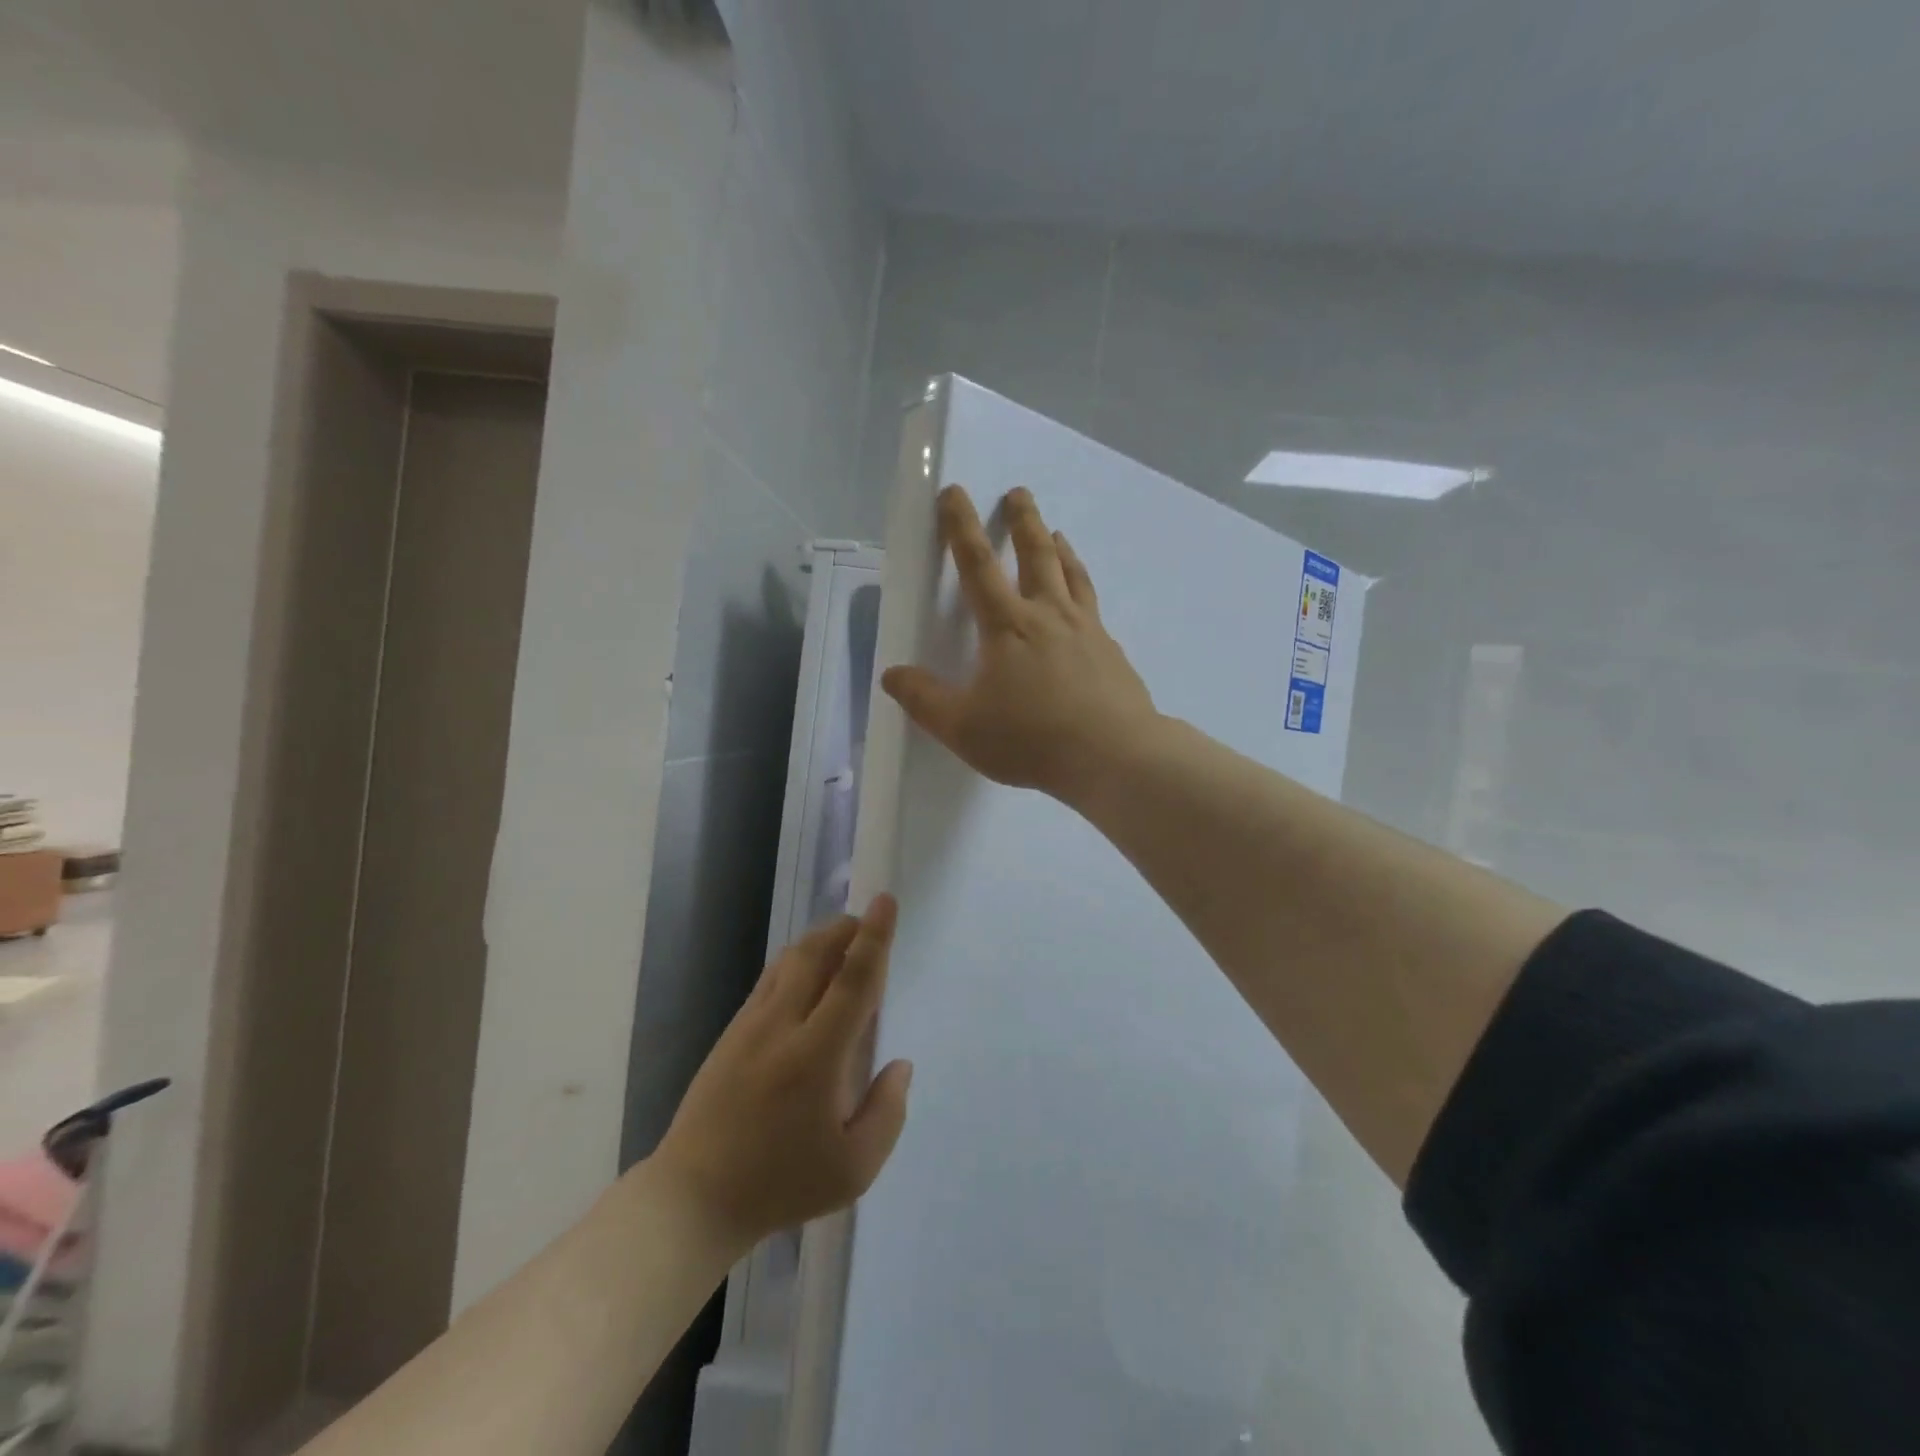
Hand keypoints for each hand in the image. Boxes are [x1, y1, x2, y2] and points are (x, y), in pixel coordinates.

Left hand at [652, 897, 912, 1248]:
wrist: (693, 1198)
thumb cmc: (780, 1185)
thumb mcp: (853, 1169)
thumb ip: (887, 1113)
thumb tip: (900, 1066)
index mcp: (817, 1055)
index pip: (852, 980)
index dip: (875, 937)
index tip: (886, 901)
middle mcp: (782, 1026)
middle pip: (816, 954)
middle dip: (846, 929)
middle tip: (868, 924)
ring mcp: (750, 1025)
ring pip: (789, 961)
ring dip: (820, 941)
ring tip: (843, 943)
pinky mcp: (731, 1033)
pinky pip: (770, 979)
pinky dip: (796, 963)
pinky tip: (807, 977)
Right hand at [882, 485, 1158, 803]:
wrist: (1112, 756)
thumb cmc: (1031, 739)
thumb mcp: (963, 727)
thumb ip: (924, 700)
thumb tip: (892, 675)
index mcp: (1007, 626)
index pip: (977, 564)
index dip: (961, 527)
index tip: (955, 493)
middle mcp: (1049, 616)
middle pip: (1036, 555)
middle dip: (1023, 521)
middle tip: (1020, 493)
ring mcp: (1087, 630)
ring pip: (1072, 575)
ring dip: (1061, 549)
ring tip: (1057, 532)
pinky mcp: (1112, 652)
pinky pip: (1094, 608)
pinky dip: (1084, 591)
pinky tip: (1085, 605)